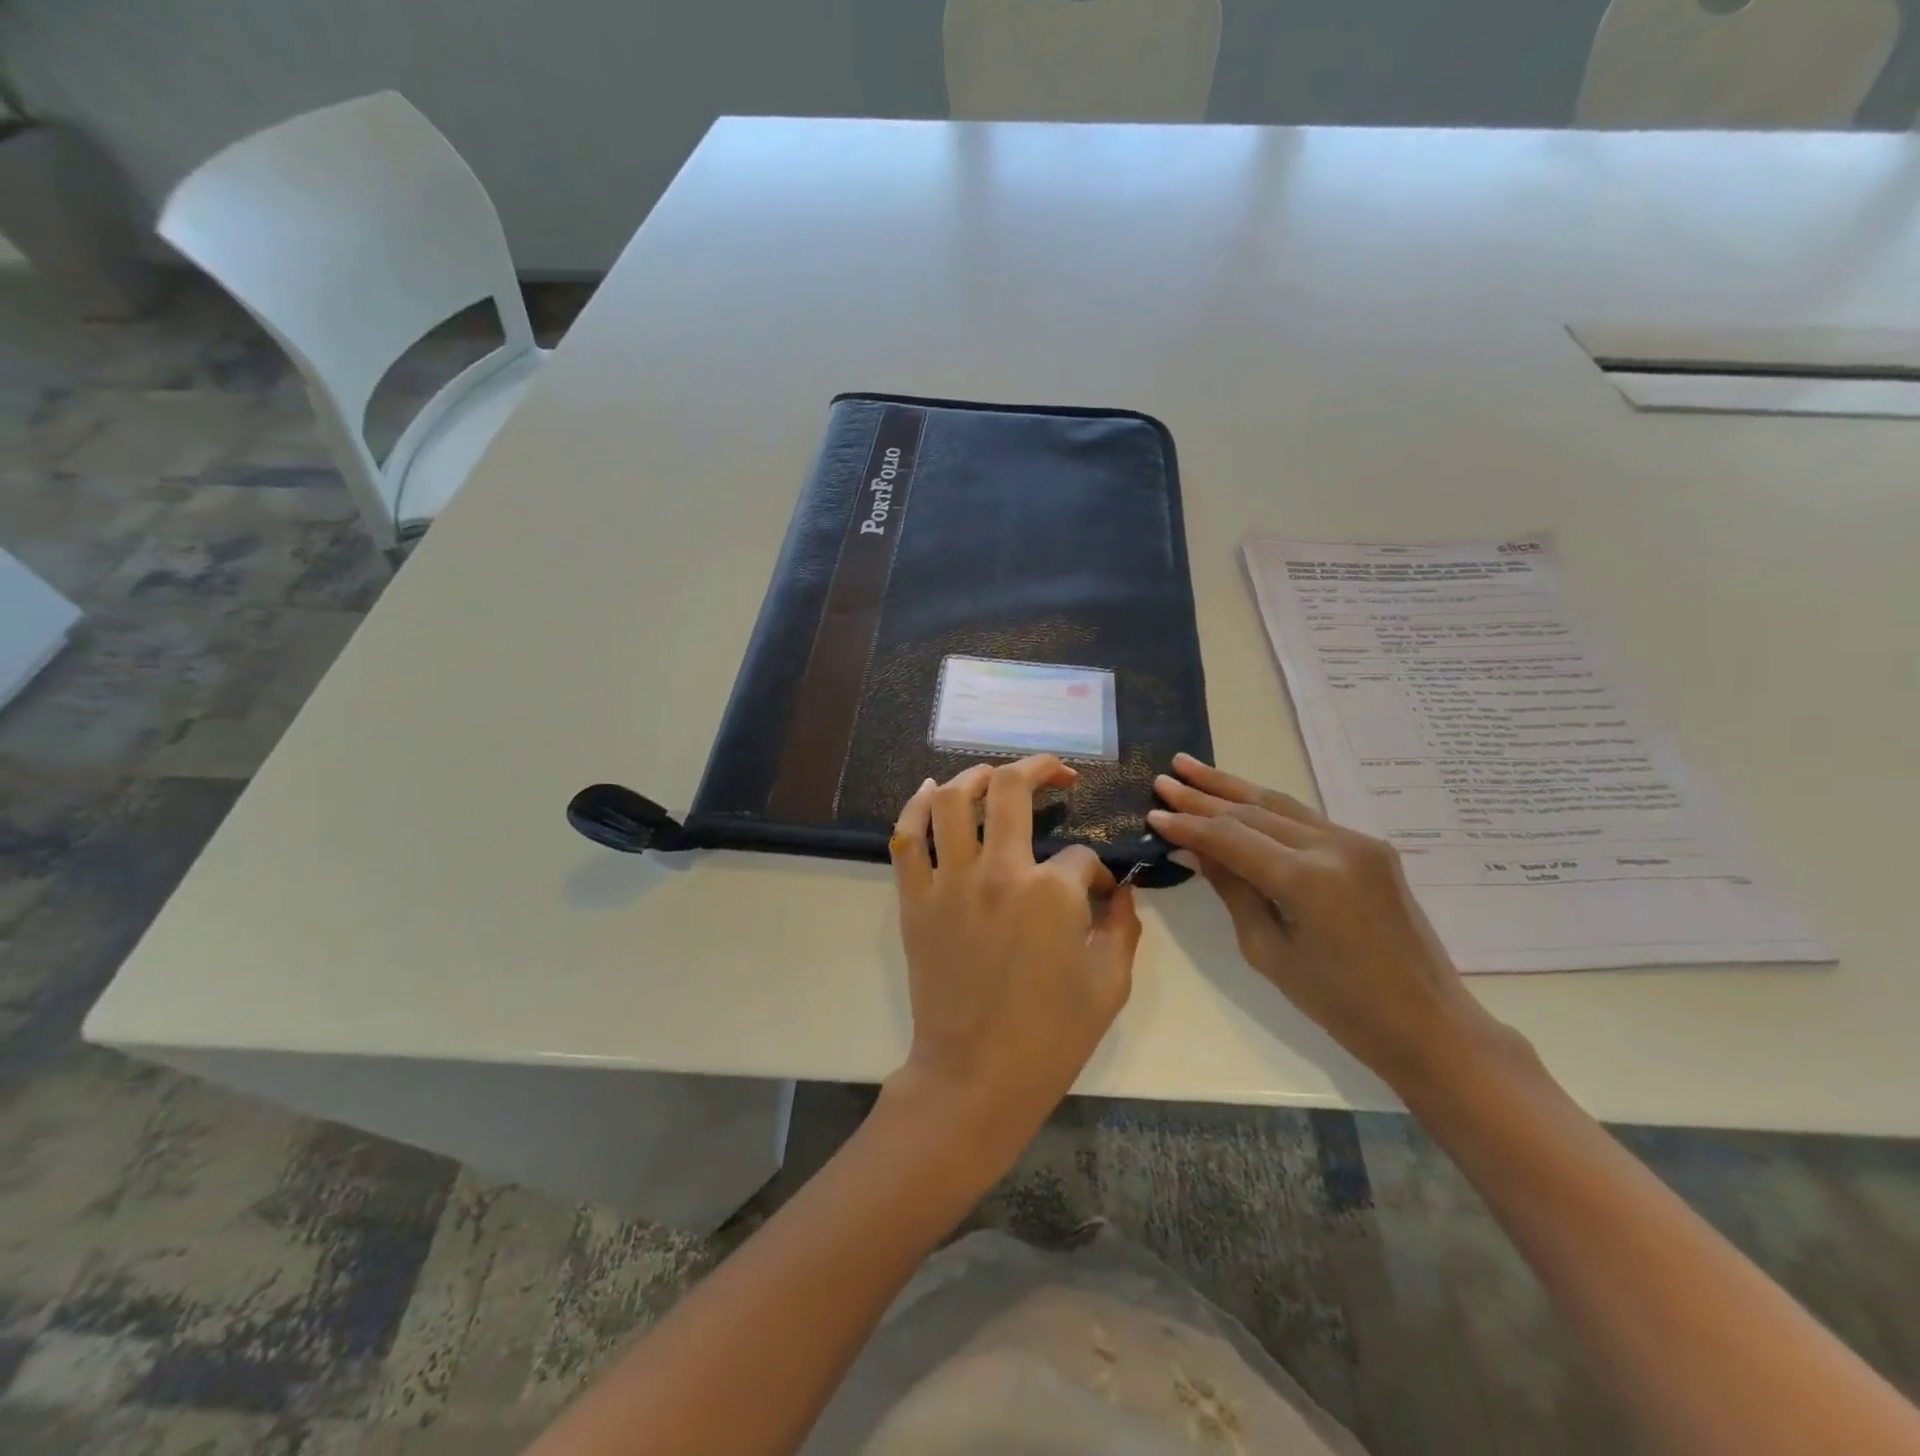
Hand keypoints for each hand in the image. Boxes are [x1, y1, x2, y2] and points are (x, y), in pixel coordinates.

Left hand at [886, 754, 1142, 1163]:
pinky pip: (906, 839)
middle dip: (1040, 769)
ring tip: (994, 776)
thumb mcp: (1110, 984)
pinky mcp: (915, 900)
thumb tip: (1120, 889)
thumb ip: (1123, 925)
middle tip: (1057, 773)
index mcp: (1050, 893)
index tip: (1097, 891)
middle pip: (1010, 790)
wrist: (975, 1077)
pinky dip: (915, 807)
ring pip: (950, 800)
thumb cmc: (1050, 1037)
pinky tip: (931, 791)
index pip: (1080, 857)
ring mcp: (949, 883)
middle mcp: (997, 872)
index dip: (1095, 871)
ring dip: (974, 776)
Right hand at [1147, 754, 1512, 1089]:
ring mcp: (1357, 842)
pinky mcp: (1369, 848)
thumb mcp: (1267, 949)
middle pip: (1253, 811)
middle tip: (1163, 779)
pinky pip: (1304, 820)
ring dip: (1232, 788)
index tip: (1152, 814)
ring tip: (1191, 768)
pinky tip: (1238, 799)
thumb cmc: (1338, 1003)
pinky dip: (1265, 809)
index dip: (1188, 825)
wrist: (1426, 1022)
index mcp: (1307, 879)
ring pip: (1279, 805)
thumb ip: (1231, 888)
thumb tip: (1193, 849)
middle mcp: (1334, 846)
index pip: (1230, 837)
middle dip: (1203, 795)